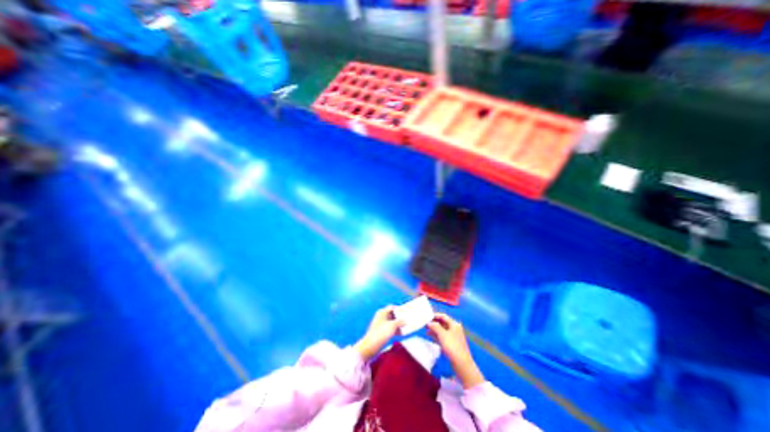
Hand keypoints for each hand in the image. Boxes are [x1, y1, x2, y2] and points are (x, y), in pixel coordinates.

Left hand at [353, 306, 403, 361]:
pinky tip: (400, 334)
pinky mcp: (381, 332)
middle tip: (407, 320)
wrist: (370, 346)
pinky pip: (389, 329)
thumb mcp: (392, 326)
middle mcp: (381, 316)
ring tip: (405, 328)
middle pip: (392, 315)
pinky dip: (395, 330)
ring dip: (398, 325)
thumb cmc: (381, 333)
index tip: (406, 312)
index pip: (392, 307)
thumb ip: (400, 322)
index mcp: (382, 312)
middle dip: (399, 318)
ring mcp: (381, 324)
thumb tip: (404, 321)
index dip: (399, 309)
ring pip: (391, 322)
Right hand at [423, 313, 482, 389]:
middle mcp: (454, 329)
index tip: (427, 316)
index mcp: (454, 324)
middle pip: (442, 323)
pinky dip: (436, 335)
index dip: (435, 315)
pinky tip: (430, 336)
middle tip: (425, 323)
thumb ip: (435, 326)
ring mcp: (453, 337)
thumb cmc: (452, 346)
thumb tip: (429, 322)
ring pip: (442, 330)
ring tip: (425, 329)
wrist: (462, 364)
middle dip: (434, 322)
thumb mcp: (442, 334)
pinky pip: (442, 336)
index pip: (443, 316)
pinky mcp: (451, 344)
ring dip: (434, 329)